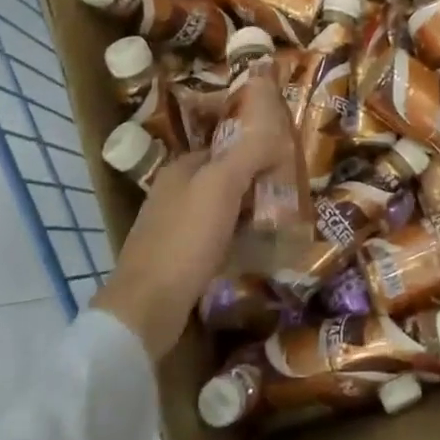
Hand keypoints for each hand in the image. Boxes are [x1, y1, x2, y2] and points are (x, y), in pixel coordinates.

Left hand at [93, 92, 293, 358]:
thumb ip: (248, 154)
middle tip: (290, 194)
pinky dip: (235, 239)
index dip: (254, 151)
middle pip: (223, 179)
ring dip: (247, 213)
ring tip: (281, 221)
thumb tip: (276, 133)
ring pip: (220, 210)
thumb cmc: (187, 237)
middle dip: (253, 184)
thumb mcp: (221, 185)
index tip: (286, 161)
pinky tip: (254, 249)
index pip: (224, 147)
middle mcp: (173, 192)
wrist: (148, 305)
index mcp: (180, 168)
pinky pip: (215, 238)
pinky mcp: (177, 258)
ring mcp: (173, 226)